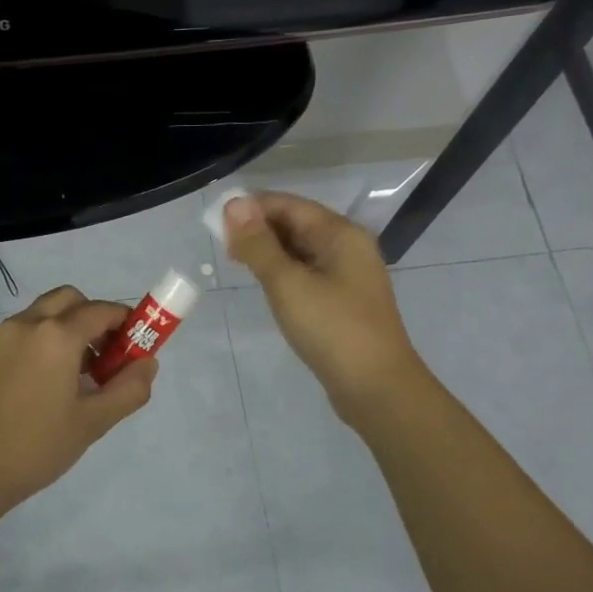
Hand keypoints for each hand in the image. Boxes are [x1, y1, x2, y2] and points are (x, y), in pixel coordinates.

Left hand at [0, 286, 158, 511]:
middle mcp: (28, 324)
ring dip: (70, 327)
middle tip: (108, 355)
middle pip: (71, 300)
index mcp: (56, 335)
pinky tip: (52, 382)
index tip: (139, 346)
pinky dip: (47, 339)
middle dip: (95, 318)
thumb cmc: (38, 446)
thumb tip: (147, 363)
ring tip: (81, 375)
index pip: (102, 311)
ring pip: (46, 313)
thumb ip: (129, 389)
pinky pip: (26, 330)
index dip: (127, 323)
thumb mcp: (94, 422)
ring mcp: (3, 337)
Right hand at [224, 192, 426, 426]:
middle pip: (297, 224)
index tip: (216, 222)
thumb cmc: (332, 328)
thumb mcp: (288, 283)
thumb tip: (234, 204)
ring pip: (301, 250)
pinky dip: (283, 272)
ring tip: (237, 262)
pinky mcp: (343, 301)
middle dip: (259, 229)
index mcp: (340, 234)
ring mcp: (348, 275)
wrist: (376, 387)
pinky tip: (265, 284)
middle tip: (222, 246)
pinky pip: (308, 273)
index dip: (252, 207)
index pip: (289, 205)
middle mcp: (348, 247)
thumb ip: (259, 244)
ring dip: (269, 251)